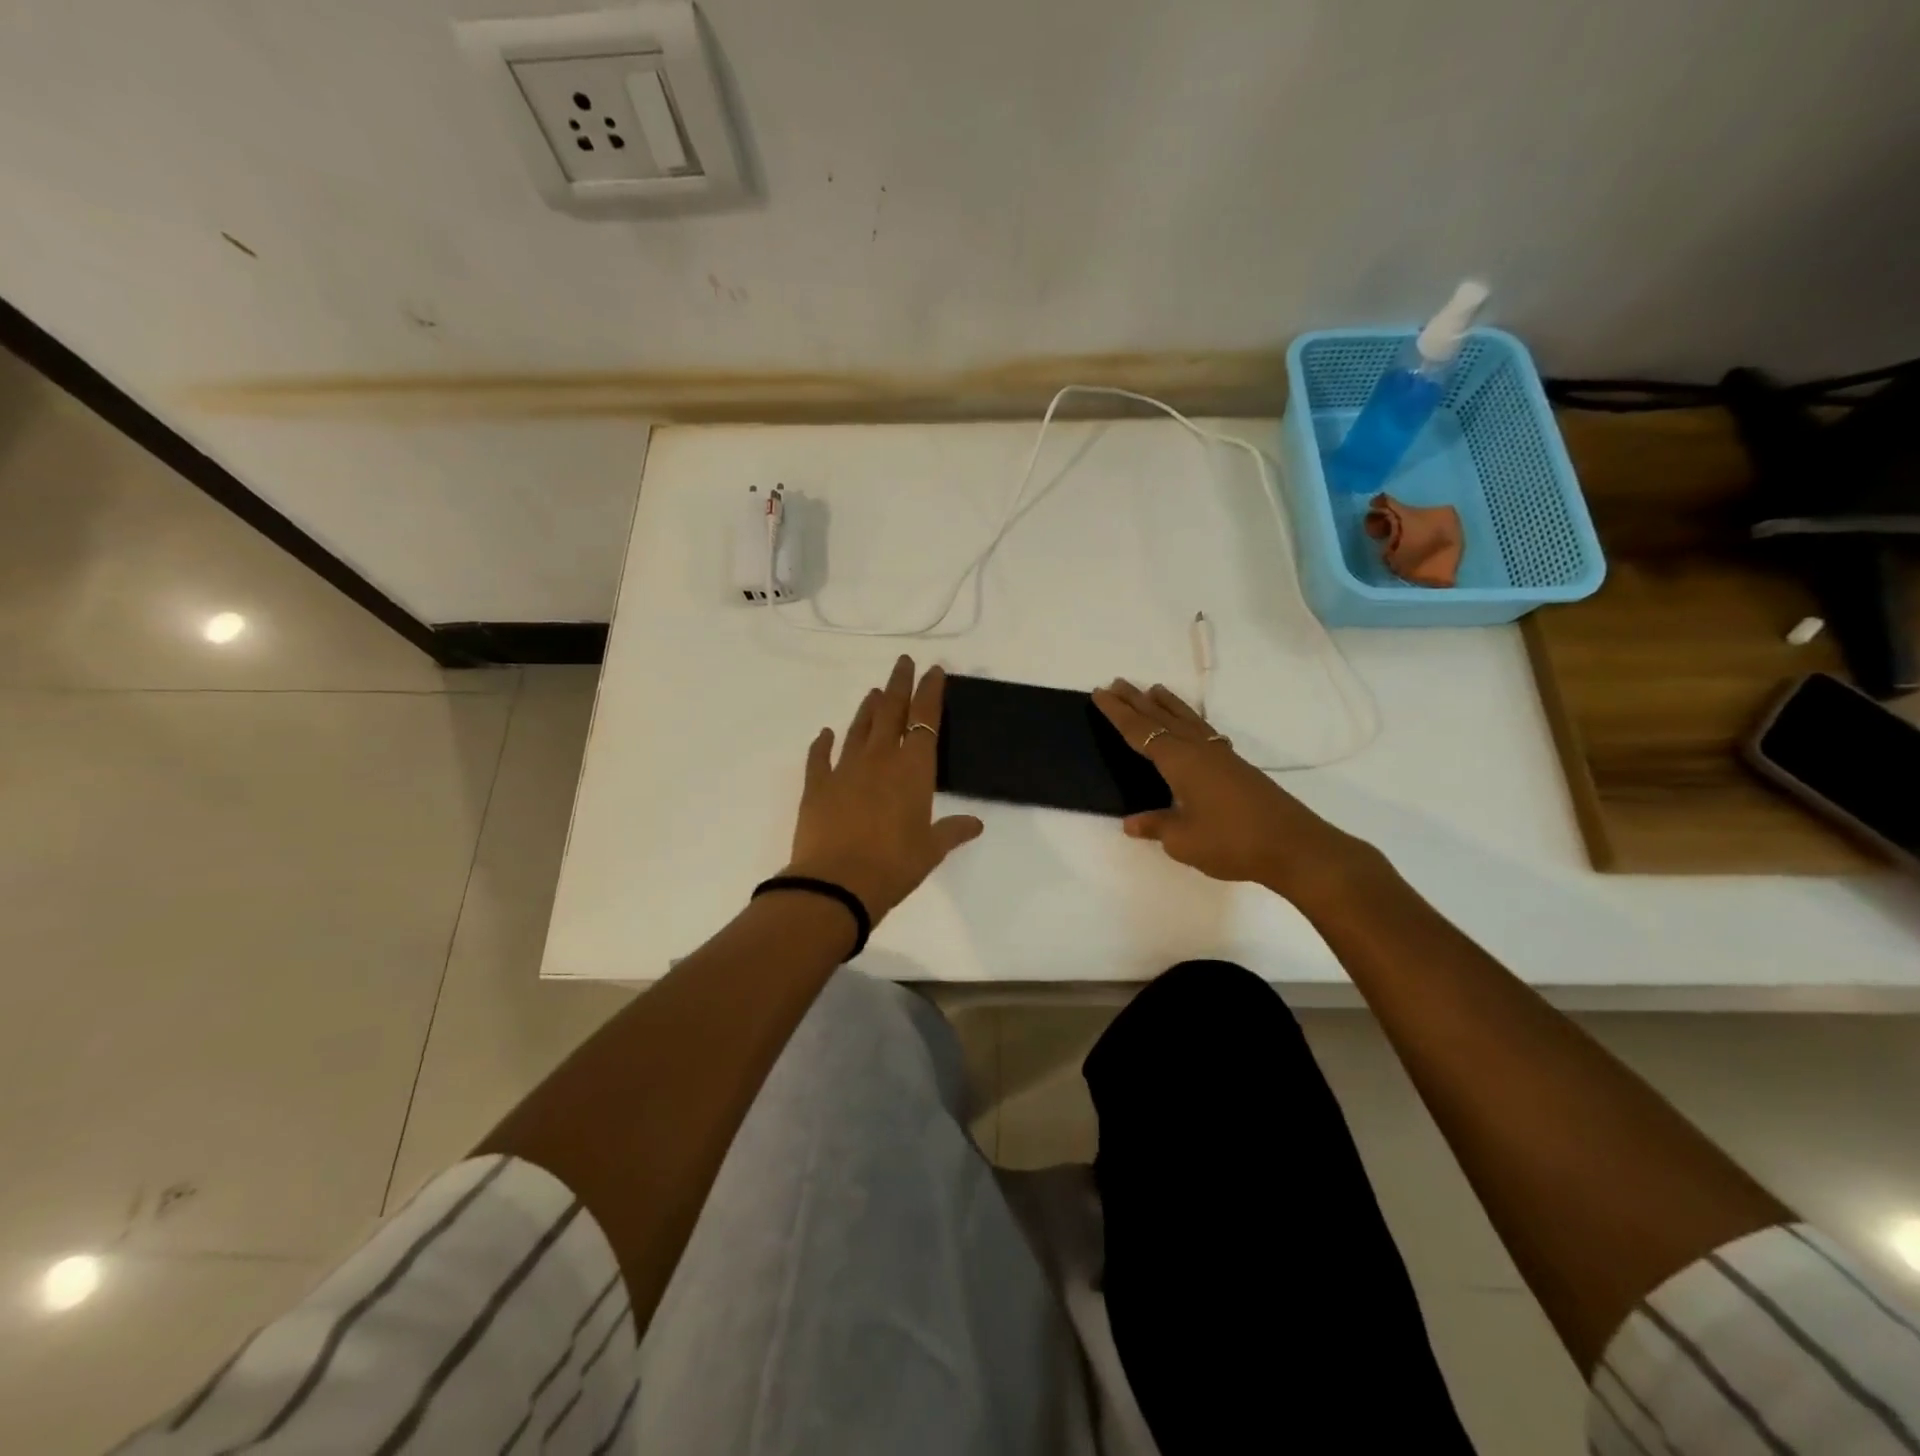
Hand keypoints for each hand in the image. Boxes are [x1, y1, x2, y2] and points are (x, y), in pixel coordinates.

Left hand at [784, 656, 983, 922]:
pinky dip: (823, 743)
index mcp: (913, 769)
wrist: (837, 884)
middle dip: (899, 685)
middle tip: (903, 663)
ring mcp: (845, 769)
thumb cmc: (894, 866)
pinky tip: (825, 733)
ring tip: (874, 692)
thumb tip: (977, 824)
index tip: (934, 671)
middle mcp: (880, 758)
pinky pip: (819, 757)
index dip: (931, 692)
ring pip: (859, 728)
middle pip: (892, 711)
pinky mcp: (816, 786)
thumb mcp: (931, 850)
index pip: (926, 720)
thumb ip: (952, 831)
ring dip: (868, 709)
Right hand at [1092, 680, 1375, 906]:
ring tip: (1153, 689)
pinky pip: (1202, 731)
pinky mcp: (1236, 766)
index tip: (1100, 692)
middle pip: (1161, 718)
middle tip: (1116, 682)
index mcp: (1179, 761)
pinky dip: (1188, 720)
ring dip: (1166, 704)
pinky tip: (1191, 725)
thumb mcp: (1183, 840)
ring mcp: (1220, 755)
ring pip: (1186, 720)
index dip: (1117, 713)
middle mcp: (1198, 749)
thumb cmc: (1232, 841)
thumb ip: (1156, 826)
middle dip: (1136, 701)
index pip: (1139, 731)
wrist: (1294, 846)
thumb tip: (1131, 822)